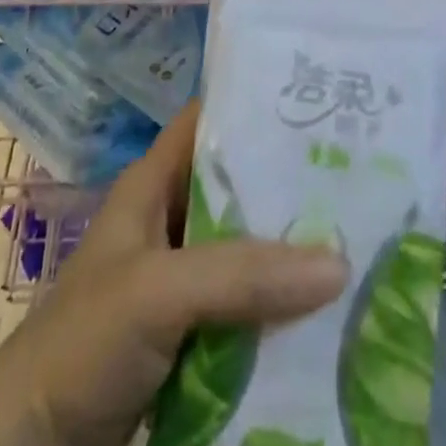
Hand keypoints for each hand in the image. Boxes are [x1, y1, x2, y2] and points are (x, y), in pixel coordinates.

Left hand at [0, 102, 346, 445]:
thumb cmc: (83, 342)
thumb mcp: (158, 291)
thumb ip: (242, 274)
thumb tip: (339, 263)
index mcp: (153, 183)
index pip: (212, 120)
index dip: (259, 105)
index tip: (321, 102)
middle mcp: (170, 221)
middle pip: (241, 187)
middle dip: (293, 184)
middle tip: (363, 176)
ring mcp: (180, 282)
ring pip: (248, 251)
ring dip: (293, 252)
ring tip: (362, 238)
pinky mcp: (190, 336)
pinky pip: (246, 309)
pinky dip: (281, 309)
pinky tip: (329, 310)